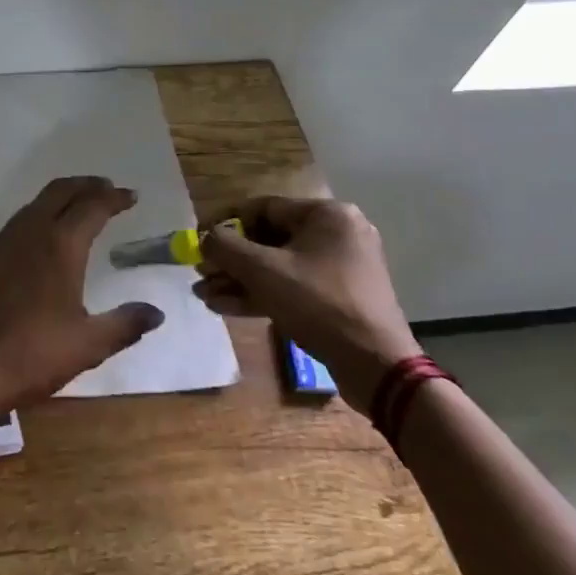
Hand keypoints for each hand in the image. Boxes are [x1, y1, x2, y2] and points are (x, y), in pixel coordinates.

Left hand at [0, 176, 165, 408]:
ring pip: (36, 203)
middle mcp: (31, 232)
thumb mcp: (88, 344)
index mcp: (60, 246)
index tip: (130, 197)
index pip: (92, 207)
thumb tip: (156, 313)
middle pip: (60, 191)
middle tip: (107, 189)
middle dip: (86, 185)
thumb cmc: (33, 354)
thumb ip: (125, 324)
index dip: (113, 198)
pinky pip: (18, 220)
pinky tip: (43, 234)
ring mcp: (3, 242)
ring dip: (61, 196)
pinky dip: (39, 213)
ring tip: (79, 205)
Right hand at [195, 197, 419, 411]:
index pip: (262, 208)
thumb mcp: (263, 270)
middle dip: (230, 260)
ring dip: (240, 280)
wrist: (376, 366)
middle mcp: (336, 234)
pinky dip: (261, 294)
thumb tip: (205, 237)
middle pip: (268, 239)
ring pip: (277, 267)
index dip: (225, 223)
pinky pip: (292, 286)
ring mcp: (339, 268)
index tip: (199, 239)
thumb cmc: (318, 303)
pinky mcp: (338, 298)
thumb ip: (225, 247)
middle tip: (201, 273)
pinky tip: (225, 306)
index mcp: (327, 215)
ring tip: (204, 295)